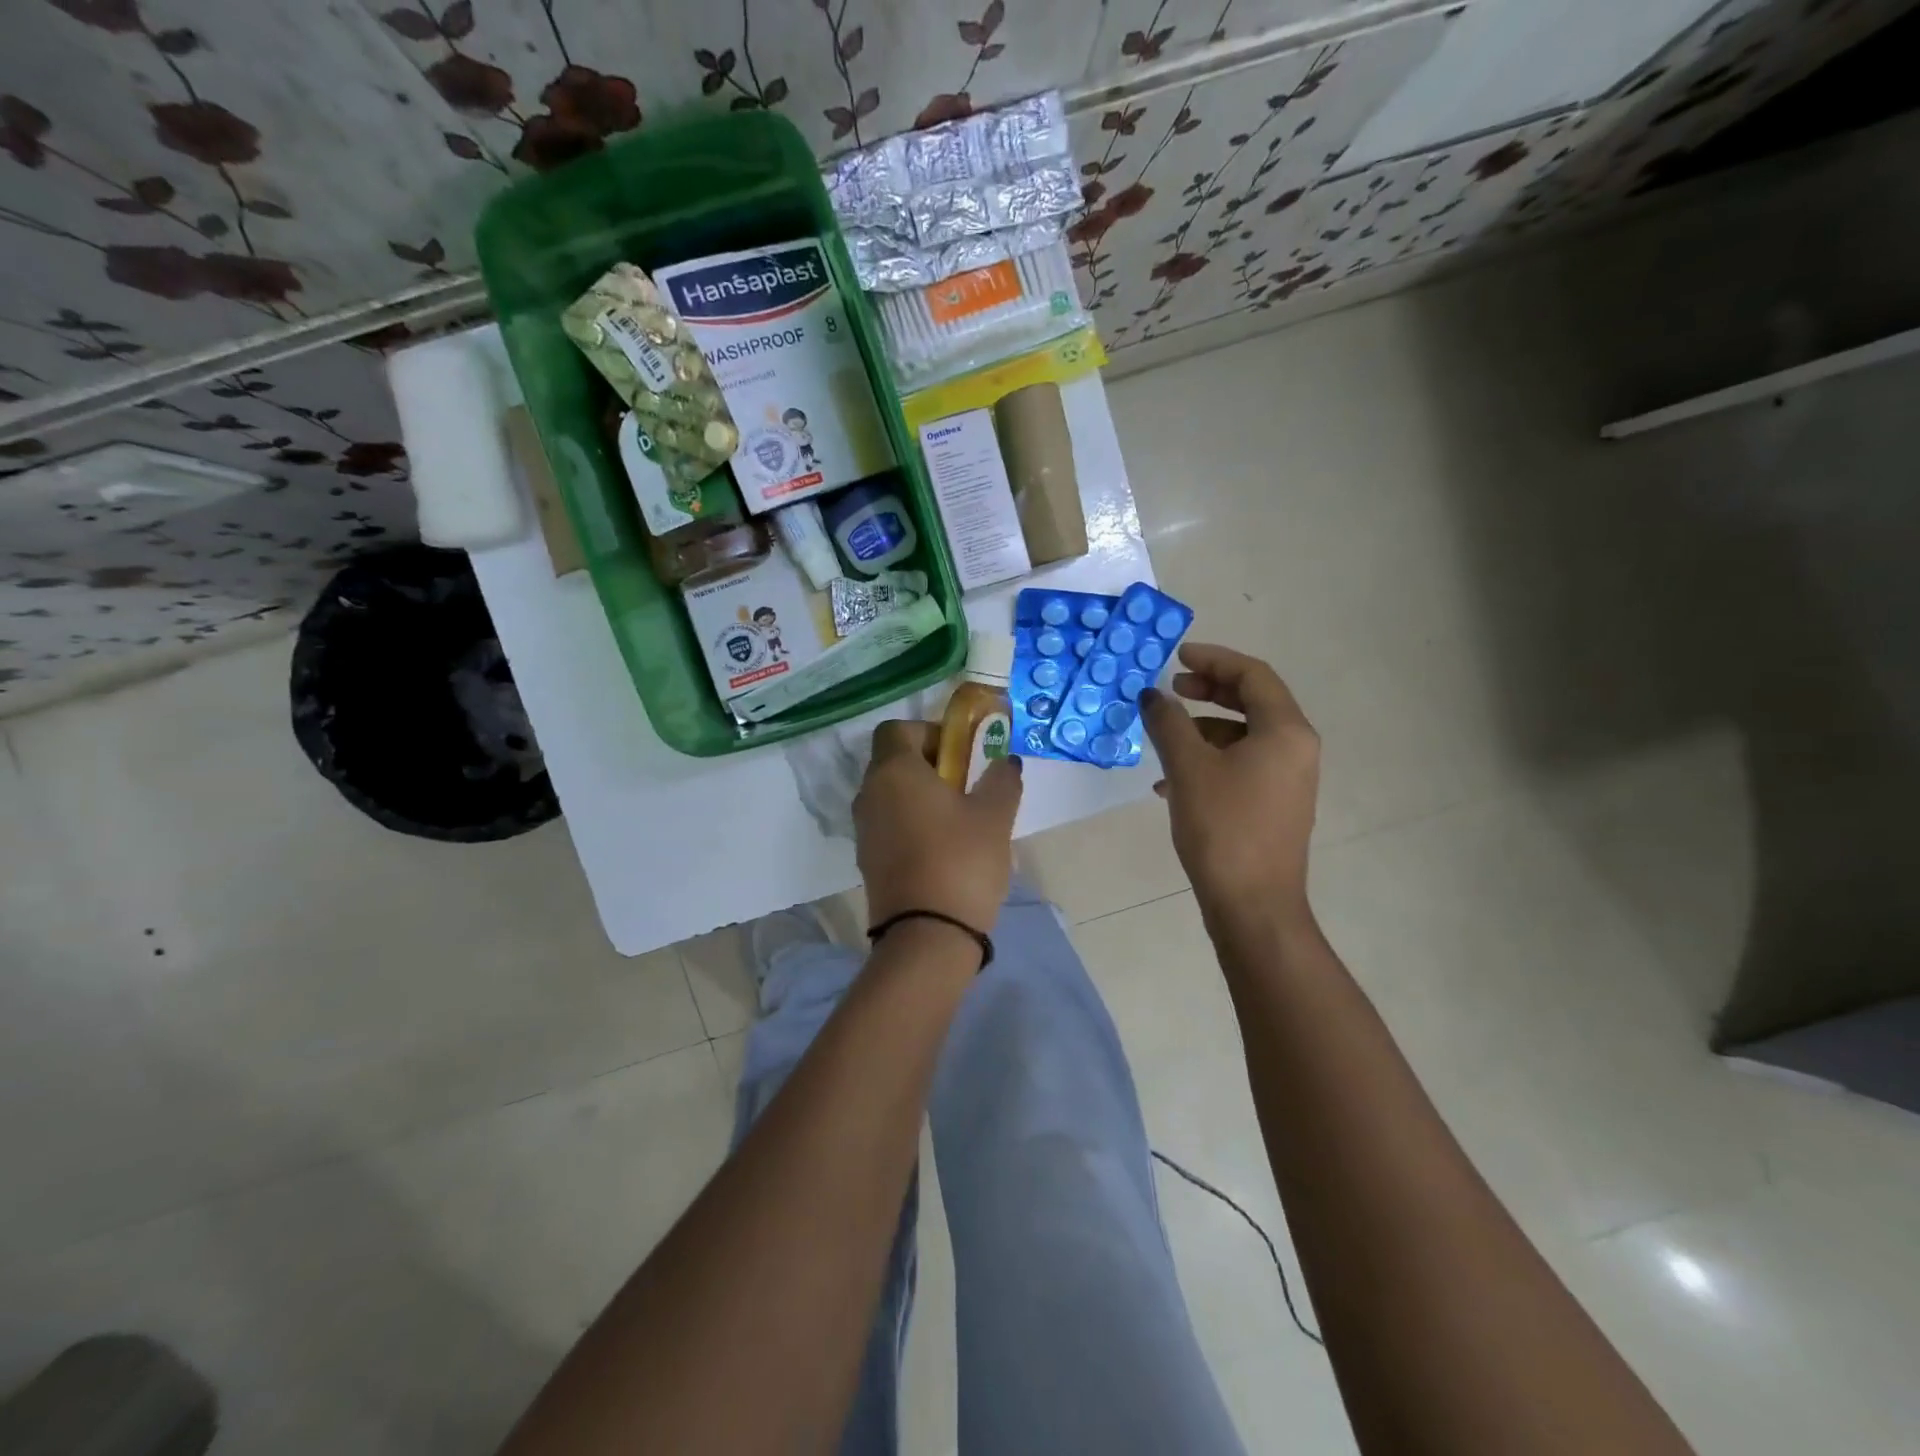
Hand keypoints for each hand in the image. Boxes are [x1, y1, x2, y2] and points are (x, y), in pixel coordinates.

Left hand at [854, 721, 1023, 932]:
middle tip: (968, 788)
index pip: (896, 729)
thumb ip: (1001, 779)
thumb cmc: (961, 861)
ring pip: (892, 796)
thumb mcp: (995, 815)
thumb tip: (1005, 762)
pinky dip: (912, 825)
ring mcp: (864, 830)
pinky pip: (889, 826)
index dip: (929, 732)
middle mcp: (869, 794)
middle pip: (894, 762)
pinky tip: (944, 851)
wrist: (927, 936)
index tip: (961, 755)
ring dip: (921, 798)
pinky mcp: (867, 861)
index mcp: (894, 771)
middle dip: (930, 766)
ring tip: (961, 823)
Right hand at [1141, 643, 1320, 932]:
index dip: (1213, 660)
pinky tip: (1172, 783)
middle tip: (1172, 689)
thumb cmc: (1223, 828)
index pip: (1253, 675)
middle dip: (1209, 691)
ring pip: (1243, 735)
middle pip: (1252, 701)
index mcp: (1285, 731)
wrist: (1253, 905)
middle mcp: (1295, 748)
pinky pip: (1242, 764)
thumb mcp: (1188, 768)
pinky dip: (1209, 760)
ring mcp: (1288, 779)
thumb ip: (1168, 723)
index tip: (1177, 657)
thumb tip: (1152, 696)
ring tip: (1164, 739)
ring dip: (1203, 729)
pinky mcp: (1274, 804)